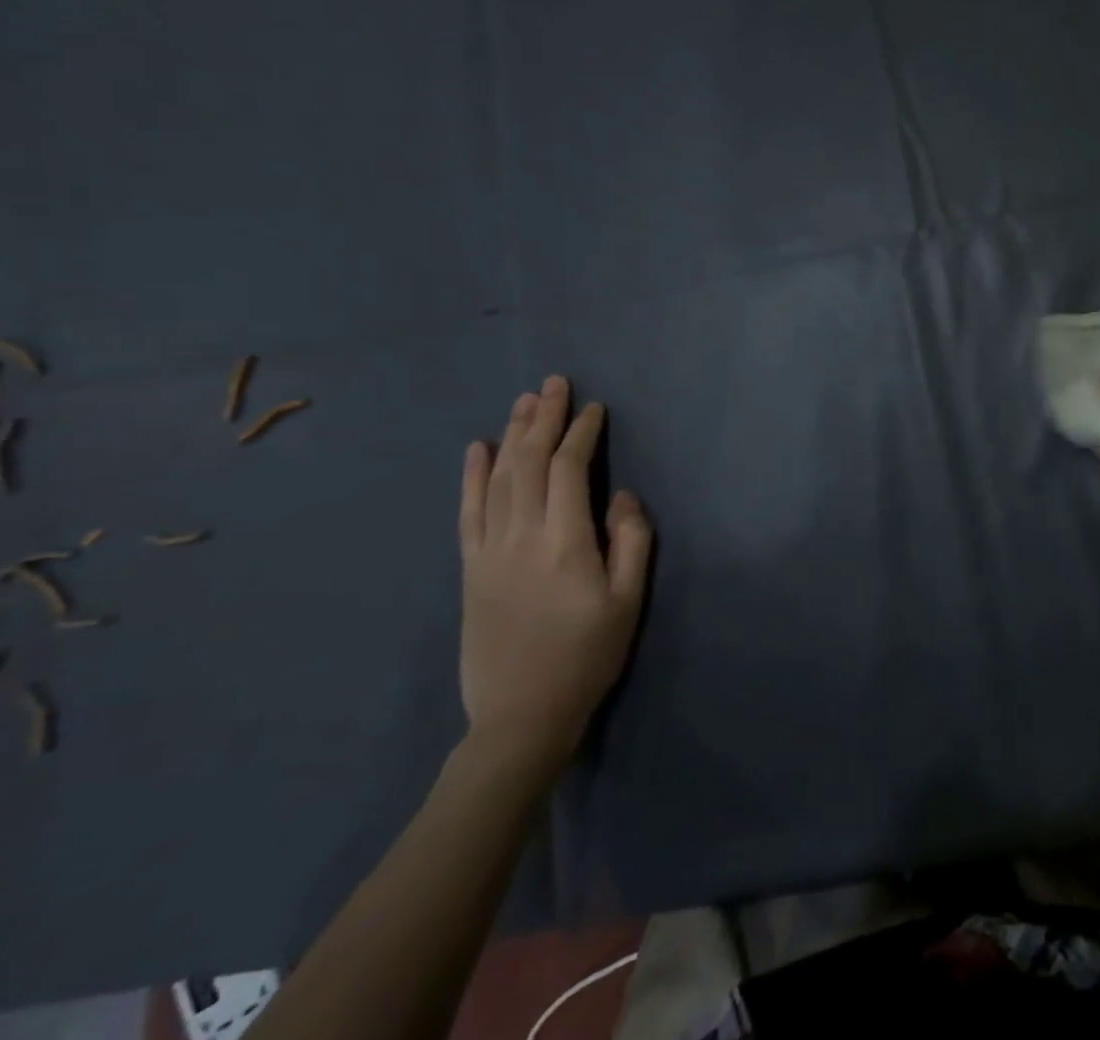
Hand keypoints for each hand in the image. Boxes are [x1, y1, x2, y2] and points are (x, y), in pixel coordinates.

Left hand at [458, 375, 651, 773]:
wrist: (521, 716)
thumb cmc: (587, 656)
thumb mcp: (628, 602)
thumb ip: (632, 542)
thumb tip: (622, 496)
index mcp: (564, 542)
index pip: (569, 470)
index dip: (581, 434)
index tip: (594, 408)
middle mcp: (521, 536)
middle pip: (528, 463)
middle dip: (543, 418)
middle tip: (554, 383)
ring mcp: (489, 552)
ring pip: (498, 479)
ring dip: (511, 435)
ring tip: (524, 401)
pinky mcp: (470, 569)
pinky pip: (468, 512)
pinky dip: (472, 476)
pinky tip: (477, 449)